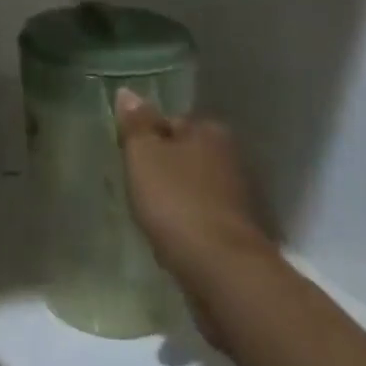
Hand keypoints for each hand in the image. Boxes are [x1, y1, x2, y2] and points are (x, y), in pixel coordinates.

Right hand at [114, 90, 276, 336]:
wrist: (222, 272)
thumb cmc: (177, 202)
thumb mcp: (143, 154)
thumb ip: (135, 124)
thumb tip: (128, 92)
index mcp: (209, 131)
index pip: (171, 121)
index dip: (147, 136)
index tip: (128, 155)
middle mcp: (230, 158)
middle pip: (184, 154)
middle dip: (163, 166)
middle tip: (135, 183)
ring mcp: (237, 198)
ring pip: (193, 187)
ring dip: (174, 196)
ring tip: (148, 212)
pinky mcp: (236, 233)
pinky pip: (201, 217)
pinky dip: (186, 222)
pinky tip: (169, 235)